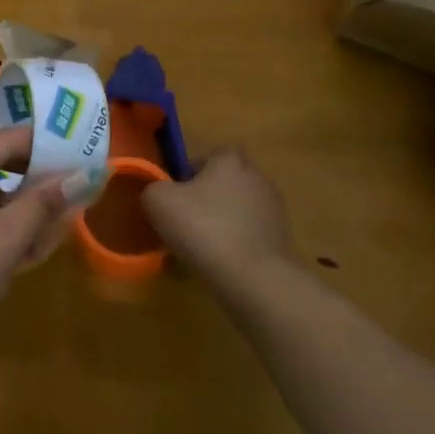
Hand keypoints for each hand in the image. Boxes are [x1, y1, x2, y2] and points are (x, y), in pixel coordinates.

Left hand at [0, 126, 75, 362]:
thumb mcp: (6, 238)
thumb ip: (44, 202)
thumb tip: (85, 175)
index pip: (2, 142)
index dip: (44, 146)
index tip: (83, 150)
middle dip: (35, 183)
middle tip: (78, 189)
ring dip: (22, 211)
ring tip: (59, 225)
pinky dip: (1, 229)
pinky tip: (31, 248)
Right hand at [141, 147, 298, 294]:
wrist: (253, 277)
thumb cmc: (203, 228)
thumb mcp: (159, 201)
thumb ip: (153, 187)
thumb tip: (158, 192)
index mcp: (230, 161)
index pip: (210, 156)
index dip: (190, 172)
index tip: (176, 193)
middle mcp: (257, 178)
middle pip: (225, 183)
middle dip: (206, 198)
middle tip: (184, 219)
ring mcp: (273, 210)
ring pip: (236, 211)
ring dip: (220, 223)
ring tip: (197, 248)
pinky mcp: (281, 240)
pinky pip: (248, 236)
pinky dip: (233, 245)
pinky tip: (216, 264)